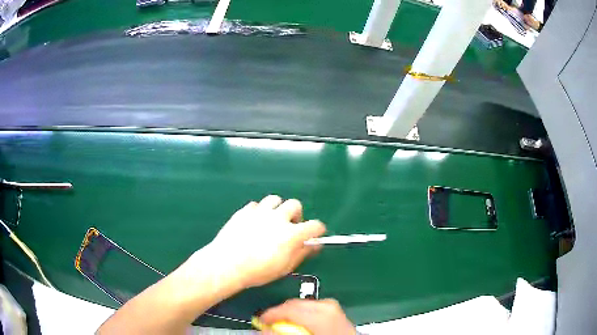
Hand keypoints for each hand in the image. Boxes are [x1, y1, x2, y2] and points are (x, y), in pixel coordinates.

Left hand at [196, 195, 325, 288]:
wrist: (227, 264)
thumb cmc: (258, 271)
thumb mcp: (284, 267)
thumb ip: (301, 254)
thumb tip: (313, 245)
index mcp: (291, 233)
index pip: (315, 225)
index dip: (317, 230)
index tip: (314, 235)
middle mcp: (278, 218)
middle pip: (295, 205)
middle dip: (296, 215)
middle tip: (289, 227)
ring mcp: (260, 212)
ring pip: (275, 199)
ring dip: (277, 209)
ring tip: (272, 221)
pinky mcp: (245, 211)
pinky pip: (256, 205)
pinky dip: (259, 212)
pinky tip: (254, 223)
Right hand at [260, 299, 355, 334]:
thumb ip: (284, 332)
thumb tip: (265, 329)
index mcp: (321, 312)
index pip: (288, 307)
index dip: (270, 314)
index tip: (261, 321)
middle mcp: (327, 305)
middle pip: (294, 303)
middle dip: (280, 313)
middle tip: (269, 324)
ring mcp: (332, 305)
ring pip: (302, 304)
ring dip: (290, 314)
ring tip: (284, 325)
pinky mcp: (334, 309)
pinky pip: (311, 307)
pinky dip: (302, 314)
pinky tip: (300, 324)